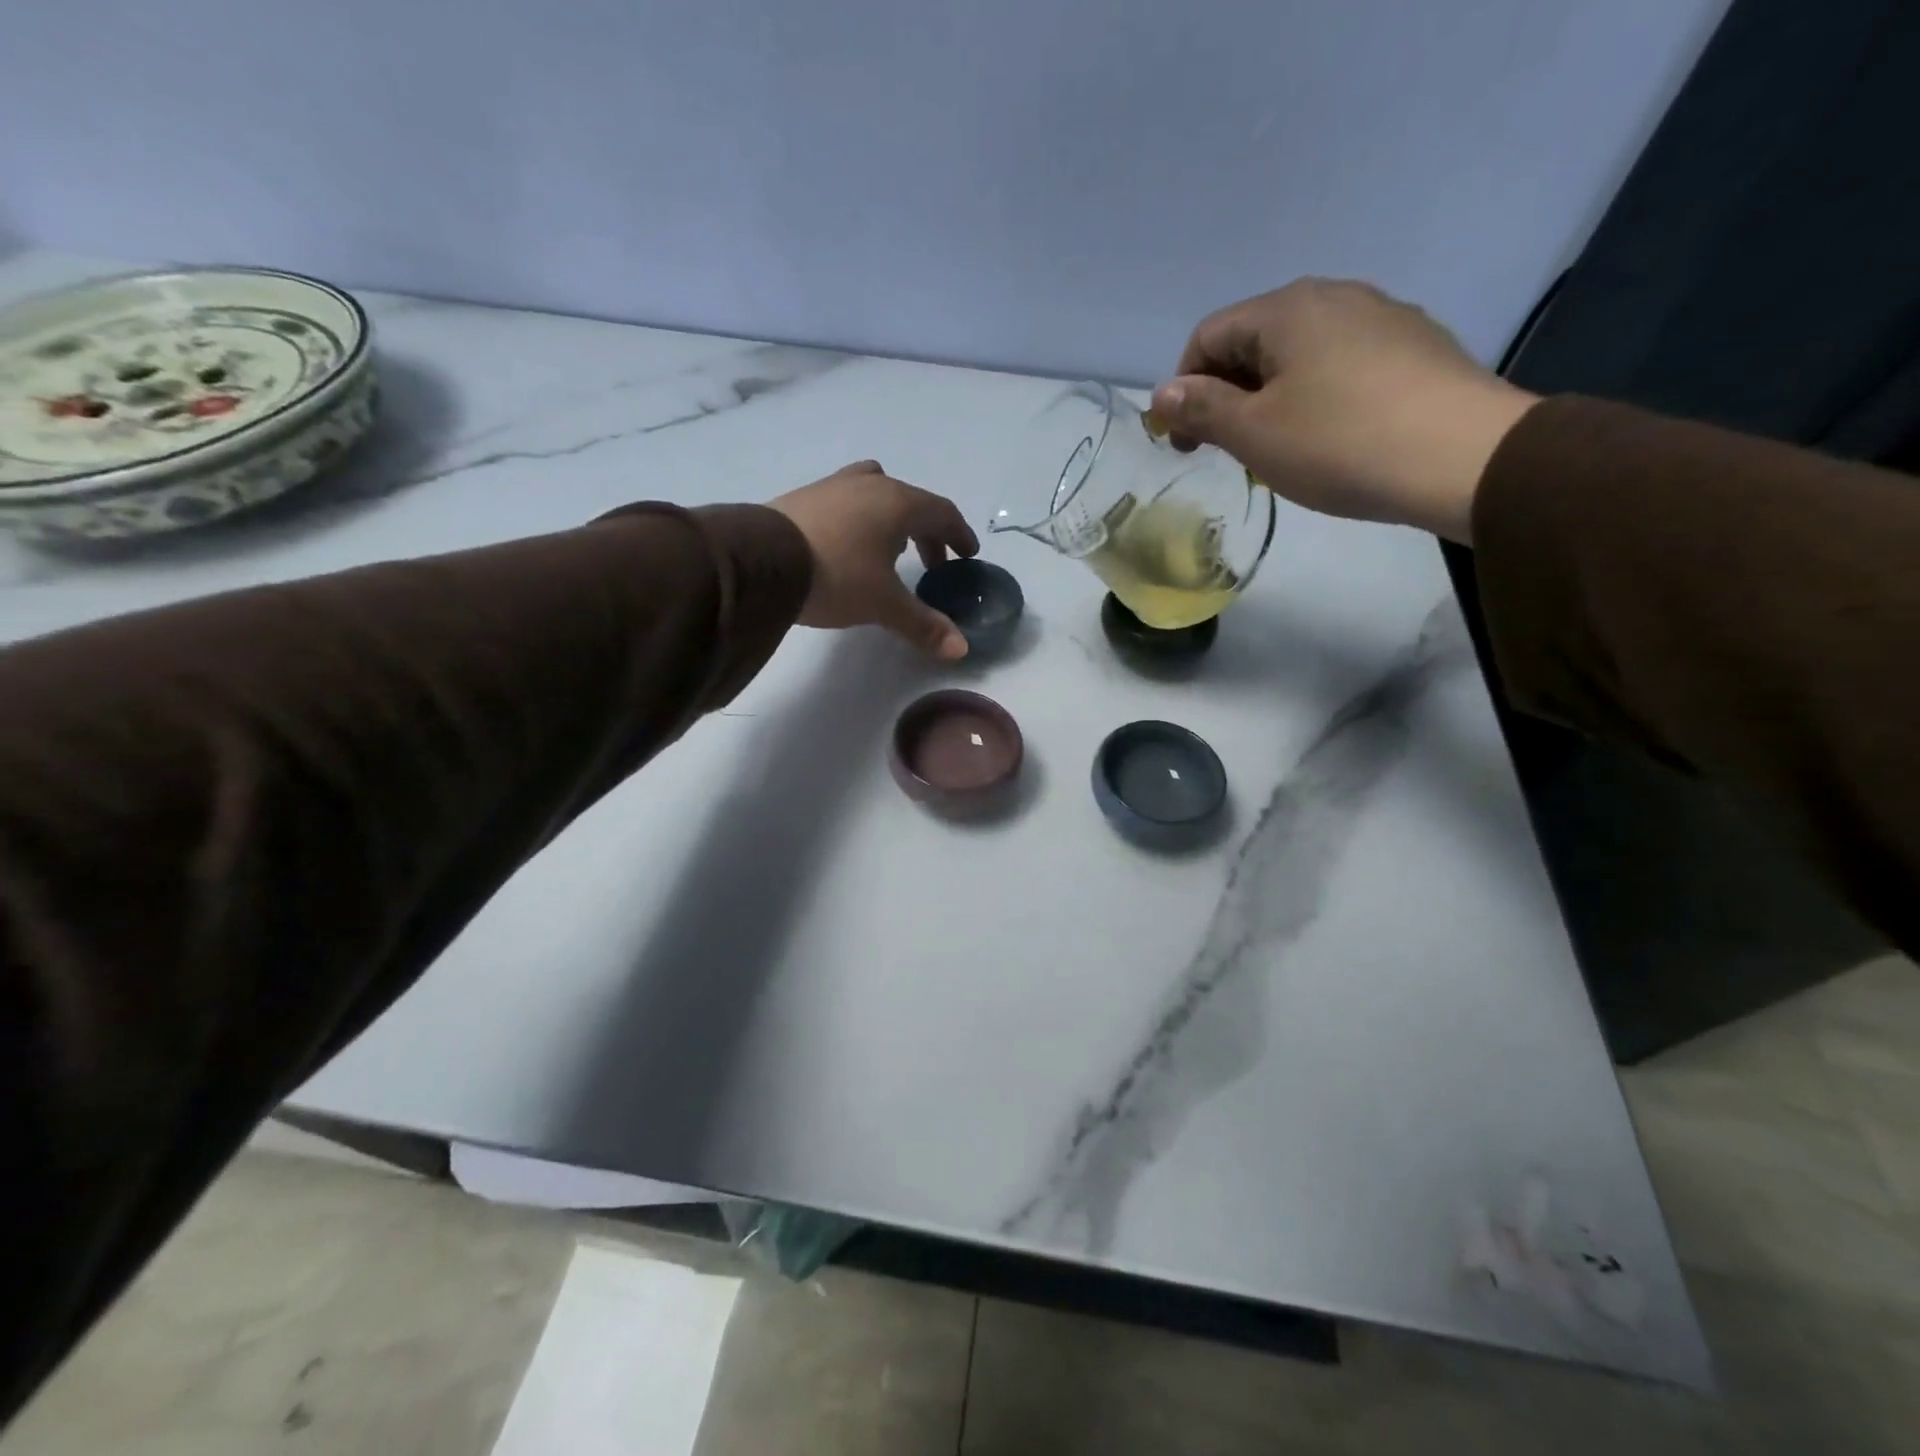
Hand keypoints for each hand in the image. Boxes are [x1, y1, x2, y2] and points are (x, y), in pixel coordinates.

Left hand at [771, 461, 980, 658]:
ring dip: (892, 520)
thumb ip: (923, 624)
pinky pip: (846, 501)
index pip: (942, 512)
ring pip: (876, 493)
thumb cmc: (836, 576)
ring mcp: (833, 486)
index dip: (959, 534)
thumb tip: (961, 649)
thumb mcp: (883, 604)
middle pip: (911, 502)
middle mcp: (870, 485)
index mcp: (898, 503)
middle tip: (932, 564)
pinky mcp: (804, 496)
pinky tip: (848, 546)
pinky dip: (860, 519)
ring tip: (889, 550)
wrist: (760, 560)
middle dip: (928, 532)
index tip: (966, 555)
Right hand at [1149, 280, 1538, 543]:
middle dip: (1226, 394)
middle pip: (1254, 341)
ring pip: (1299, 354)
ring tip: (1276, 448)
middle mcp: (1334, 296)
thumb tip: (1163, 394)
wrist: (1463, 457)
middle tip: (1225, 450)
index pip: (1208, 336)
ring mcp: (1382, 317)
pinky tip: (1329, 437)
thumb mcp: (1254, 433)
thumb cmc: (1339, 443)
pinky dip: (1315, 396)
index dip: (1183, 389)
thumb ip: (1202, 409)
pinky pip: (1342, 365)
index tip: (1185, 441)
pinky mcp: (1415, 346)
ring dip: (1270, 397)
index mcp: (1287, 309)